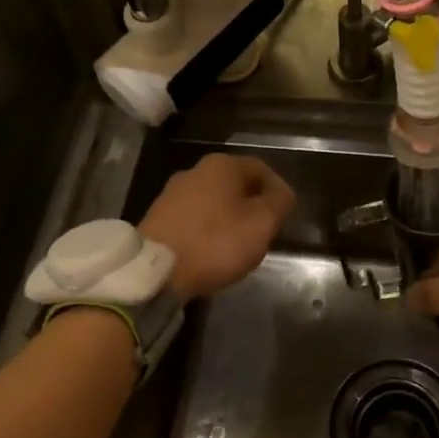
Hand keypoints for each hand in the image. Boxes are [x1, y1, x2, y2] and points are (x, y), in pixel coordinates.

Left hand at [140, 154, 295, 301]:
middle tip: (262, 233)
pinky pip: (194, 219)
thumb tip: (282, 192)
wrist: (156, 272)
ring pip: (214, 202)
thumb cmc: (215, 243)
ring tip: (237, 247)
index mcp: (222, 165)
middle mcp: (195, 171)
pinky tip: (210, 253)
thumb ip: (279, 202)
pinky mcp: (158, 218)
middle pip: (235, 185)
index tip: (283, 218)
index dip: (277, 191)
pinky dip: (207, 232)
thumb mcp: (262, 223)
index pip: (261, 169)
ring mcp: (172, 194)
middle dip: (252, 206)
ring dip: (229, 220)